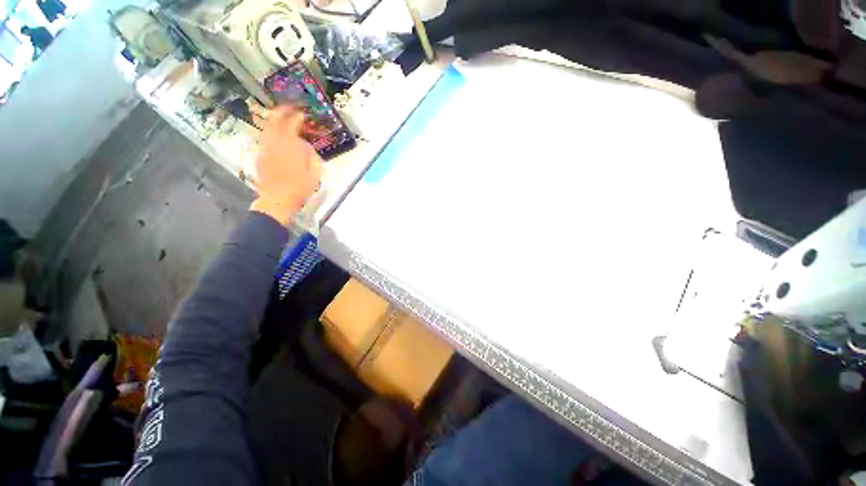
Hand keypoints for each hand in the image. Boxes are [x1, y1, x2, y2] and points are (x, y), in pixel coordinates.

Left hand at [250, 106, 321, 224]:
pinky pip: (263, 137)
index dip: (298, 117)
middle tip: (290, 106)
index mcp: (290, 147)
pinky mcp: (260, 155)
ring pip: (267, 127)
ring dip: (274, 118)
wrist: (277, 199)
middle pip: (276, 121)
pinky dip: (268, 130)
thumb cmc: (299, 189)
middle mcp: (275, 143)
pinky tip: (273, 131)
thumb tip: (307, 146)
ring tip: (280, 114)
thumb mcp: (314, 174)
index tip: (304, 113)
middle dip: (283, 111)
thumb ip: (312, 157)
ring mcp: (265, 148)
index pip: (292, 125)